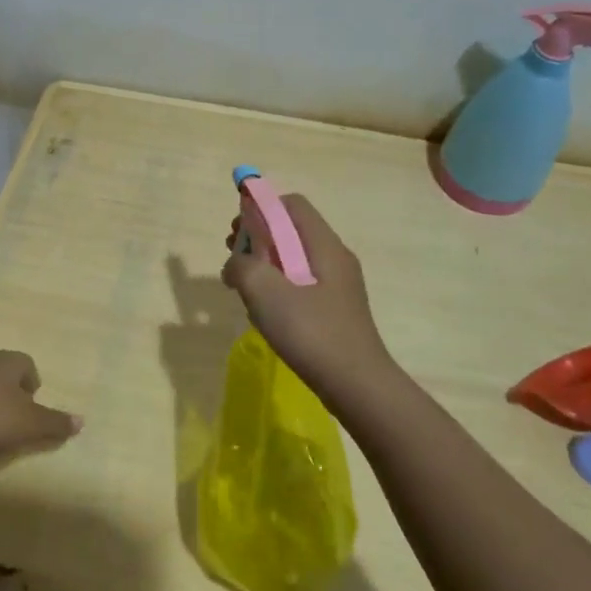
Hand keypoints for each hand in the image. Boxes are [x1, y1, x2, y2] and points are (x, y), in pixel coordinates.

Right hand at [222, 194, 406, 413]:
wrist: (357, 386)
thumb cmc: (312, 332)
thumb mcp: (266, 293)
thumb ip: (243, 266)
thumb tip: (236, 263)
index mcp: (324, 246)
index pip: (292, 204)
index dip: (261, 208)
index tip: (238, 231)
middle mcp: (335, 258)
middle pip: (292, 230)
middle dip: (258, 238)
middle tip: (233, 259)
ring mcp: (337, 285)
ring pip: (294, 259)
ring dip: (264, 265)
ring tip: (243, 288)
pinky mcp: (334, 309)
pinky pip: (301, 284)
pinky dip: (278, 288)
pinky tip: (264, 312)